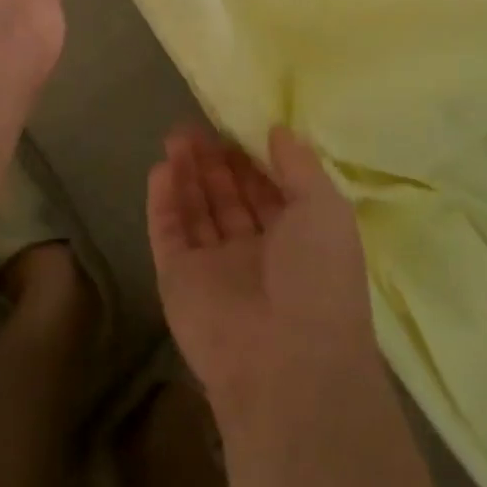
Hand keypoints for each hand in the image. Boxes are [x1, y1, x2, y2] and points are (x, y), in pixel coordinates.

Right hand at [146, 126, 379, 427]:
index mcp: (297, 240)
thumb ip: (300, 165)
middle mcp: (255, 253)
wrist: (286, 364)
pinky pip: (168, 233)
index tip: (232, 123)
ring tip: (175, 136)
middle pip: (228, 197)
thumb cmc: (317, 277)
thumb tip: (279, 129)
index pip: (268, 189)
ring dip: (187, 174)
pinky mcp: (178, 280)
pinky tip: (161, 168)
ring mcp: (214, 268)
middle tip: (195, 125)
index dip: (250, 157)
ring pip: (196, 211)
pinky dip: (163, 201)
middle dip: (213, 162)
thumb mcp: (324, 208)